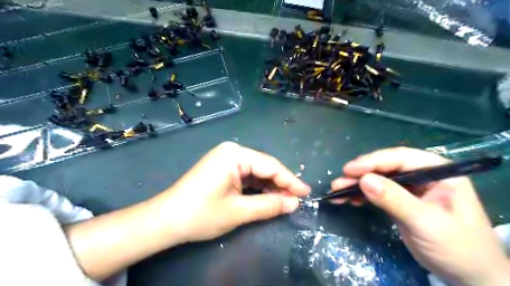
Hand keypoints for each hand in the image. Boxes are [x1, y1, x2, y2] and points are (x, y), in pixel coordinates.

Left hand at [151, 142, 310, 244]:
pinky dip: (258, 188)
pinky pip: (247, 176)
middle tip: (297, 200)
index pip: (270, 166)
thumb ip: (269, 205)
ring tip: (286, 201)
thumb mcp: (238, 211)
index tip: (306, 193)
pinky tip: (268, 197)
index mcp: (234, 154)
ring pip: (256, 172)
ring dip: (270, 187)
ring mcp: (226, 159)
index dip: (290, 180)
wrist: (165, 220)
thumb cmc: (201, 214)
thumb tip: (294, 204)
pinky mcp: (223, 169)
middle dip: (281, 184)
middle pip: (264, 167)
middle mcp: (232, 152)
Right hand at [331, 147, 509, 285]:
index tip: (349, 170)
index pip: (400, 158)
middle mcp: (422, 175)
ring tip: (337, 191)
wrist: (468, 276)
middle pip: (385, 167)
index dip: (373, 161)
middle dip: (360, 174)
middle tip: (339, 182)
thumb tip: (364, 180)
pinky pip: (377, 192)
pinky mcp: (400, 200)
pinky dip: (361, 195)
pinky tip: (348, 199)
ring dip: (356, 184)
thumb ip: (395, 200)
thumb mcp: (426, 222)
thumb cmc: (457, 247)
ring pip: (378, 179)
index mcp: (437, 171)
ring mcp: (410, 188)